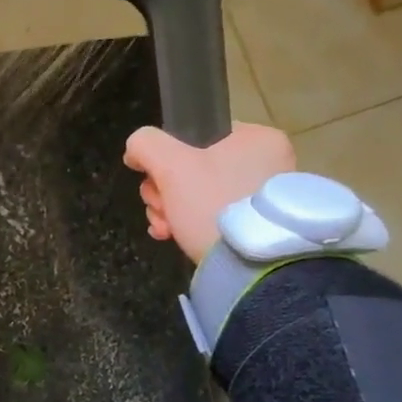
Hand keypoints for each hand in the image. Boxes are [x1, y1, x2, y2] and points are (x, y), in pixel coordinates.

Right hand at [123, 123, 297, 263]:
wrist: (250, 266)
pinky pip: (210, 214)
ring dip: (169, 209)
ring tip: (166, 228)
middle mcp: (266, 162)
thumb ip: (146, 144)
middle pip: (191, 167)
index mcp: (256, 139)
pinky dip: (187, 224)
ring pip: (195, 193)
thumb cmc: (213, 203)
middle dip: (164, 191)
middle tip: (162, 208)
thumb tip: (135, 150)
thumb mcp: (171, 165)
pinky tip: (172, 236)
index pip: (194, 135)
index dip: (164, 157)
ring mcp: (260, 195)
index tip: (155, 180)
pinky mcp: (253, 224)